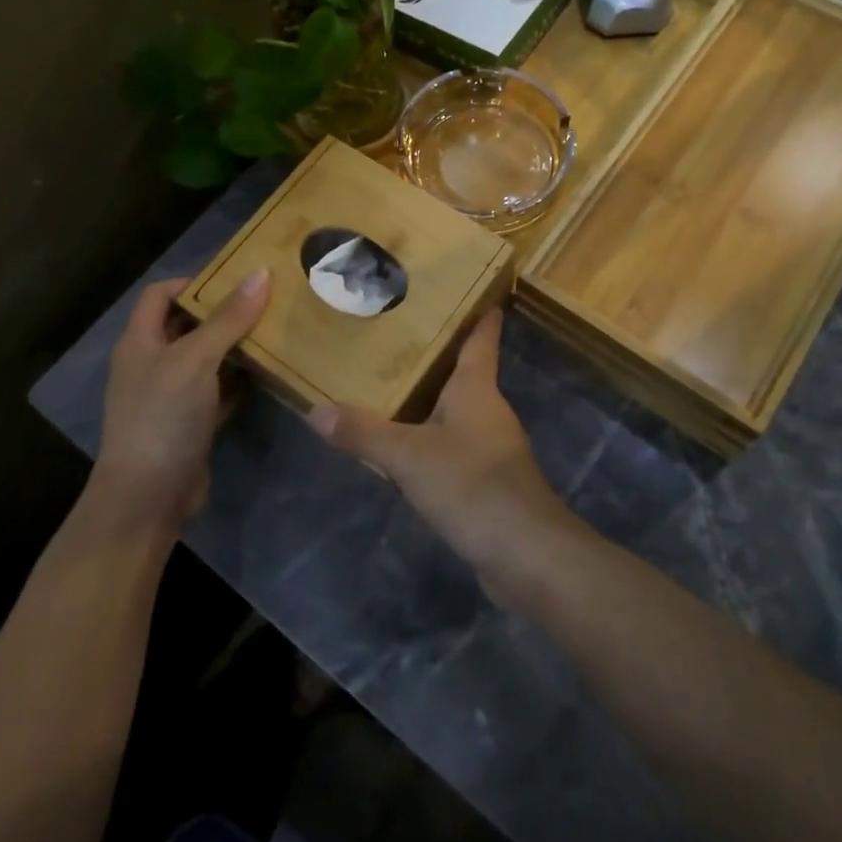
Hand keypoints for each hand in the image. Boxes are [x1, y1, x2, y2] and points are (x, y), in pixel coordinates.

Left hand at [94, 269, 270, 533]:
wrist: (147, 499)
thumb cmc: (162, 418)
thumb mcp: (196, 360)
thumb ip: (228, 319)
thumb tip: (262, 273)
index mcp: (140, 341)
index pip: (161, 294)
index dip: (194, 282)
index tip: (237, 279)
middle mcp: (152, 363)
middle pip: (188, 324)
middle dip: (224, 312)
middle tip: (267, 301)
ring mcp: (171, 396)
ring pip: (207, 358)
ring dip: (236, 345)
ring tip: (276, 330)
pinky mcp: (191, 422)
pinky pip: (218, 390)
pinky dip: (240, 380)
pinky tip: (269, 373)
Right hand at [308, 310, 575, 595]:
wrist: (525, 552)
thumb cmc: (472, 484)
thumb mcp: (409, 456)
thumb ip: (363, 433)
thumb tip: (316, 410)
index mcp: (477, 388)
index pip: (481, 338)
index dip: (479, 314)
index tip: (471, 289)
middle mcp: (489, 409)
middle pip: (466, 371)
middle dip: (438, 354)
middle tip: (399, 335)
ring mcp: (493, 446)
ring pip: (459, 409)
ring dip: (433, 397)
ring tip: (392, 385)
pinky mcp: (489, 479)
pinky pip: (456, 444)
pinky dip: (433, 437)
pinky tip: (407, 446)